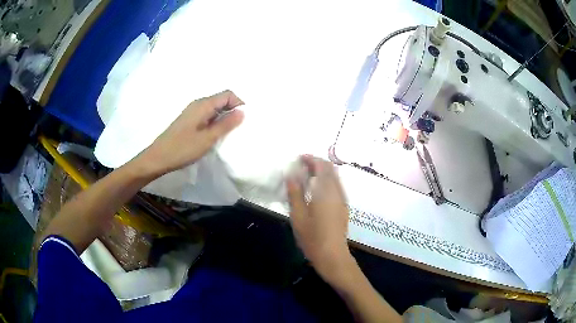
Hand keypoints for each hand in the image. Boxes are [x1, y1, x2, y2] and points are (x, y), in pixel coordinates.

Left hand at [138, 90, 243, 175]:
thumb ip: (226, 124)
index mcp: (203, 104)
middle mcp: (198, 104)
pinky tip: (215, 134)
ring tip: (229, 133)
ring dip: (224, 117)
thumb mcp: (208, 138)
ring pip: (214, 108)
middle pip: (221, 99)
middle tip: (239, 128)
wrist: (159, 157)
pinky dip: (215, 121)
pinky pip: (207, 115)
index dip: (239, 103)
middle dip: (233, 110)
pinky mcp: (189, 120)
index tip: (245, 120)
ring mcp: (192, 111)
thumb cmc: (183, 148)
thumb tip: (242, 112)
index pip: (228, 94)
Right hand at [286, 155, 353, 281]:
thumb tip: (291, 175)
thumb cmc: (312, 237)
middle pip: (330, 168)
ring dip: (322, 172)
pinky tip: (315, 190)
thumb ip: (295, 193)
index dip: (310, 159)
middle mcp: (337, 191)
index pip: (321, 166)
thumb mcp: (298, 216)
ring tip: (306, 177)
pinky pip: (336, 186)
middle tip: (301, 166)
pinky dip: (326, 181)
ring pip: (334, 177)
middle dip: (316, 163)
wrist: (333, 256)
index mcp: (326, 191)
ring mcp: (342, 199)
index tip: (298, 158)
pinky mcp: (343, 207)